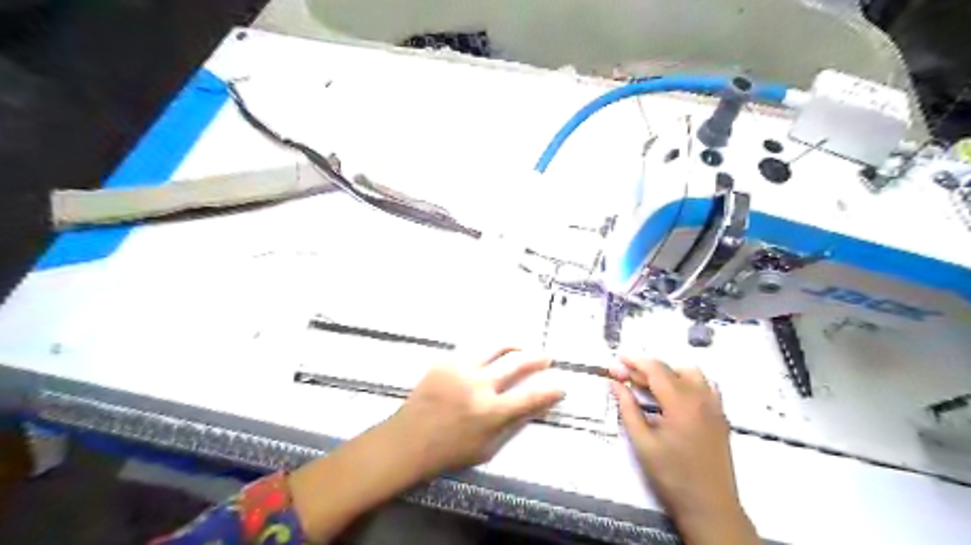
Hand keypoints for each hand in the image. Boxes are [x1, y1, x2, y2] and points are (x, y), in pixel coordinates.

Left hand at [389, 350, 565, 476]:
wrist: (408, 440)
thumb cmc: (449, 451)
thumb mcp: (487, 448)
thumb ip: (512, 424)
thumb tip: (535, 405)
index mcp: (491, 412)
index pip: (531, 397)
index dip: (551, 390)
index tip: (561, 386)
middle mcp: (479, 386)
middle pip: (517, 363)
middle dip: (537, 358)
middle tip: (545, 357)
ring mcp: (460, 369)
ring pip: (495, 347)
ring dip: (513, 345)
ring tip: (521, 347)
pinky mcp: (445, 361)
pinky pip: (472, 350)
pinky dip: (487, 352)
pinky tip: (490, 355)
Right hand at [605, 359, 757, 544]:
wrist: (710, 507)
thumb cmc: (672, 476)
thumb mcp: (643, 443)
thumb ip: (628, 408)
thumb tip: (616, 384)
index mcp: (681, 403)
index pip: (656, 369)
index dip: (634, 361)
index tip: (617, 361)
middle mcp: (701, 398)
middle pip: (672, 369)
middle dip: (646, 368)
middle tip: (625, 377)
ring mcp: (715, 406)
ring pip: (691, 374)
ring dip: (668, 373)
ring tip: (649, 386)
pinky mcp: (720, 416)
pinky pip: (705, 386)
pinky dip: (686, 382)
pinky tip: (674, 396)